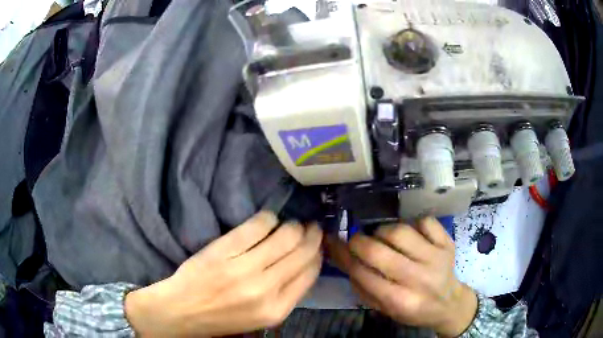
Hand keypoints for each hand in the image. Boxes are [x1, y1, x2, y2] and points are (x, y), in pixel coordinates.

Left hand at [125, 211, 322, 336]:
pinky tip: (268, 219)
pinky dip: (268, 218)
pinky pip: (257, 226)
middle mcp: (265, 289)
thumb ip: (286, 294)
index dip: (317, 254)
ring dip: (293, 225)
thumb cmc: (223, 317)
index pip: (310, 273)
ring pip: (285, 236)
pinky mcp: (224, 251)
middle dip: (311, 235)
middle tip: (311, 227)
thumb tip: (305, 263)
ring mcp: (243, 268)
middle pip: (302, 252)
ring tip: (292, 223)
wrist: (181, 311)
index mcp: (277, 310)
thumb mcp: (262, 317)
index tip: (317, 244)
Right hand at [326, 218, 476, 336]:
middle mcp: (418, 279)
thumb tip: (343, 258)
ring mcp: (436, 258)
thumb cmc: (414, 310)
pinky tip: (410, 234)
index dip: (343, 256)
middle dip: (358, 241)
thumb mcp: (385, 309)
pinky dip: (412, 224)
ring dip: (383, 231)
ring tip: (382, 237)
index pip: (363, 275)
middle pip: (379, 251)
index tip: (332, 243)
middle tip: (354, 240)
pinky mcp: (447, 243)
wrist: (450, 303)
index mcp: (400, 301)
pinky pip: (424, 221)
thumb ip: (362, 287)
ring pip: (400, 231)